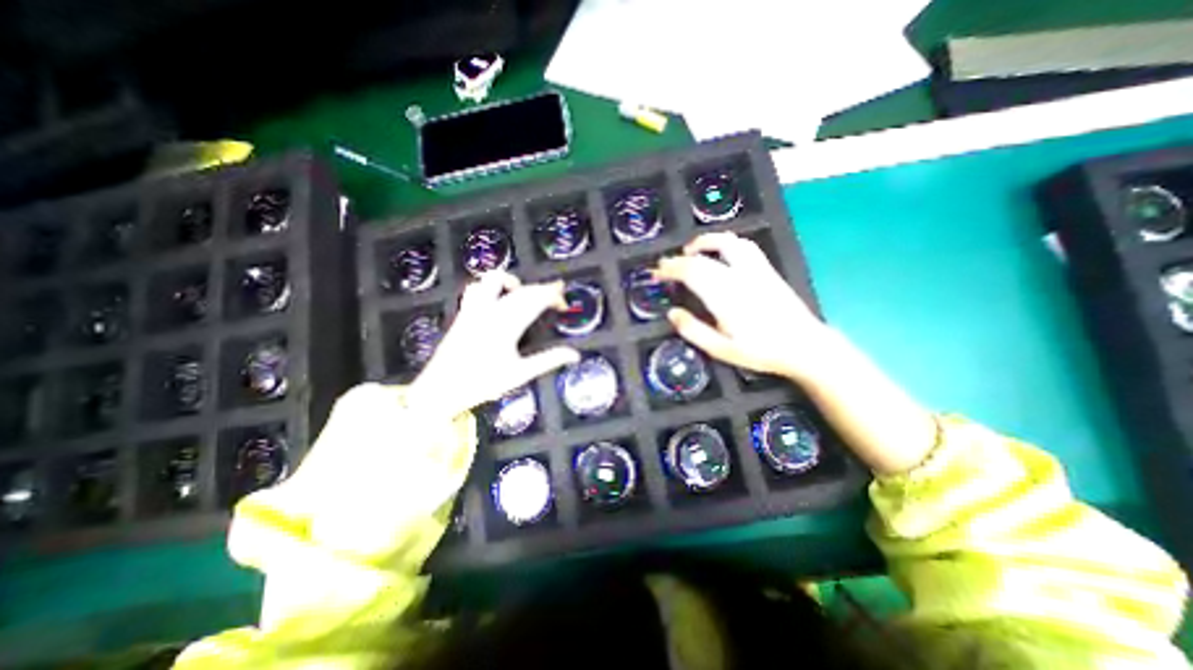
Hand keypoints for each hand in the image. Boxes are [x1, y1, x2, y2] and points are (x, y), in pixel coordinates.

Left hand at [409, 269, 579, 417]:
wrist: (440, 389)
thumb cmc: (482, 383)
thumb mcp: (520, 374)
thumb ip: (548, 361)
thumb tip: (574, 355)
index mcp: (508, 324)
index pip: (536, 299)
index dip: (553, 296)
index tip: (564, 303)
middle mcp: (491, 310)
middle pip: (522, 289)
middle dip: (542, 289)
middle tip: (556, 296)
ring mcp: (474, 309)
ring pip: (495, 279)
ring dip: (514, 282)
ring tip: (524, 293)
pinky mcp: (464, 312)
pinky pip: (476, 288)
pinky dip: (489, 286)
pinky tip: (496, 298)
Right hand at [650, 232, 837, 381]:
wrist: (804, 346)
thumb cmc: (760, 351)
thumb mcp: (721, 349)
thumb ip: (693, 331)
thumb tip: (672, 313)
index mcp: (724, 296)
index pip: (690, 272)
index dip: (670, 269)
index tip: (657, 273)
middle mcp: (738, 276)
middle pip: (702, 258)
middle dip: (679, 259)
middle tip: (665, 266)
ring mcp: (754, 270)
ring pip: (726, 242)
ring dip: (704, 242)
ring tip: (690, 251)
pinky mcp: (766, 269)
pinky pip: (744, 246)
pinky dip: (725, 243)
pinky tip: (720, 251)